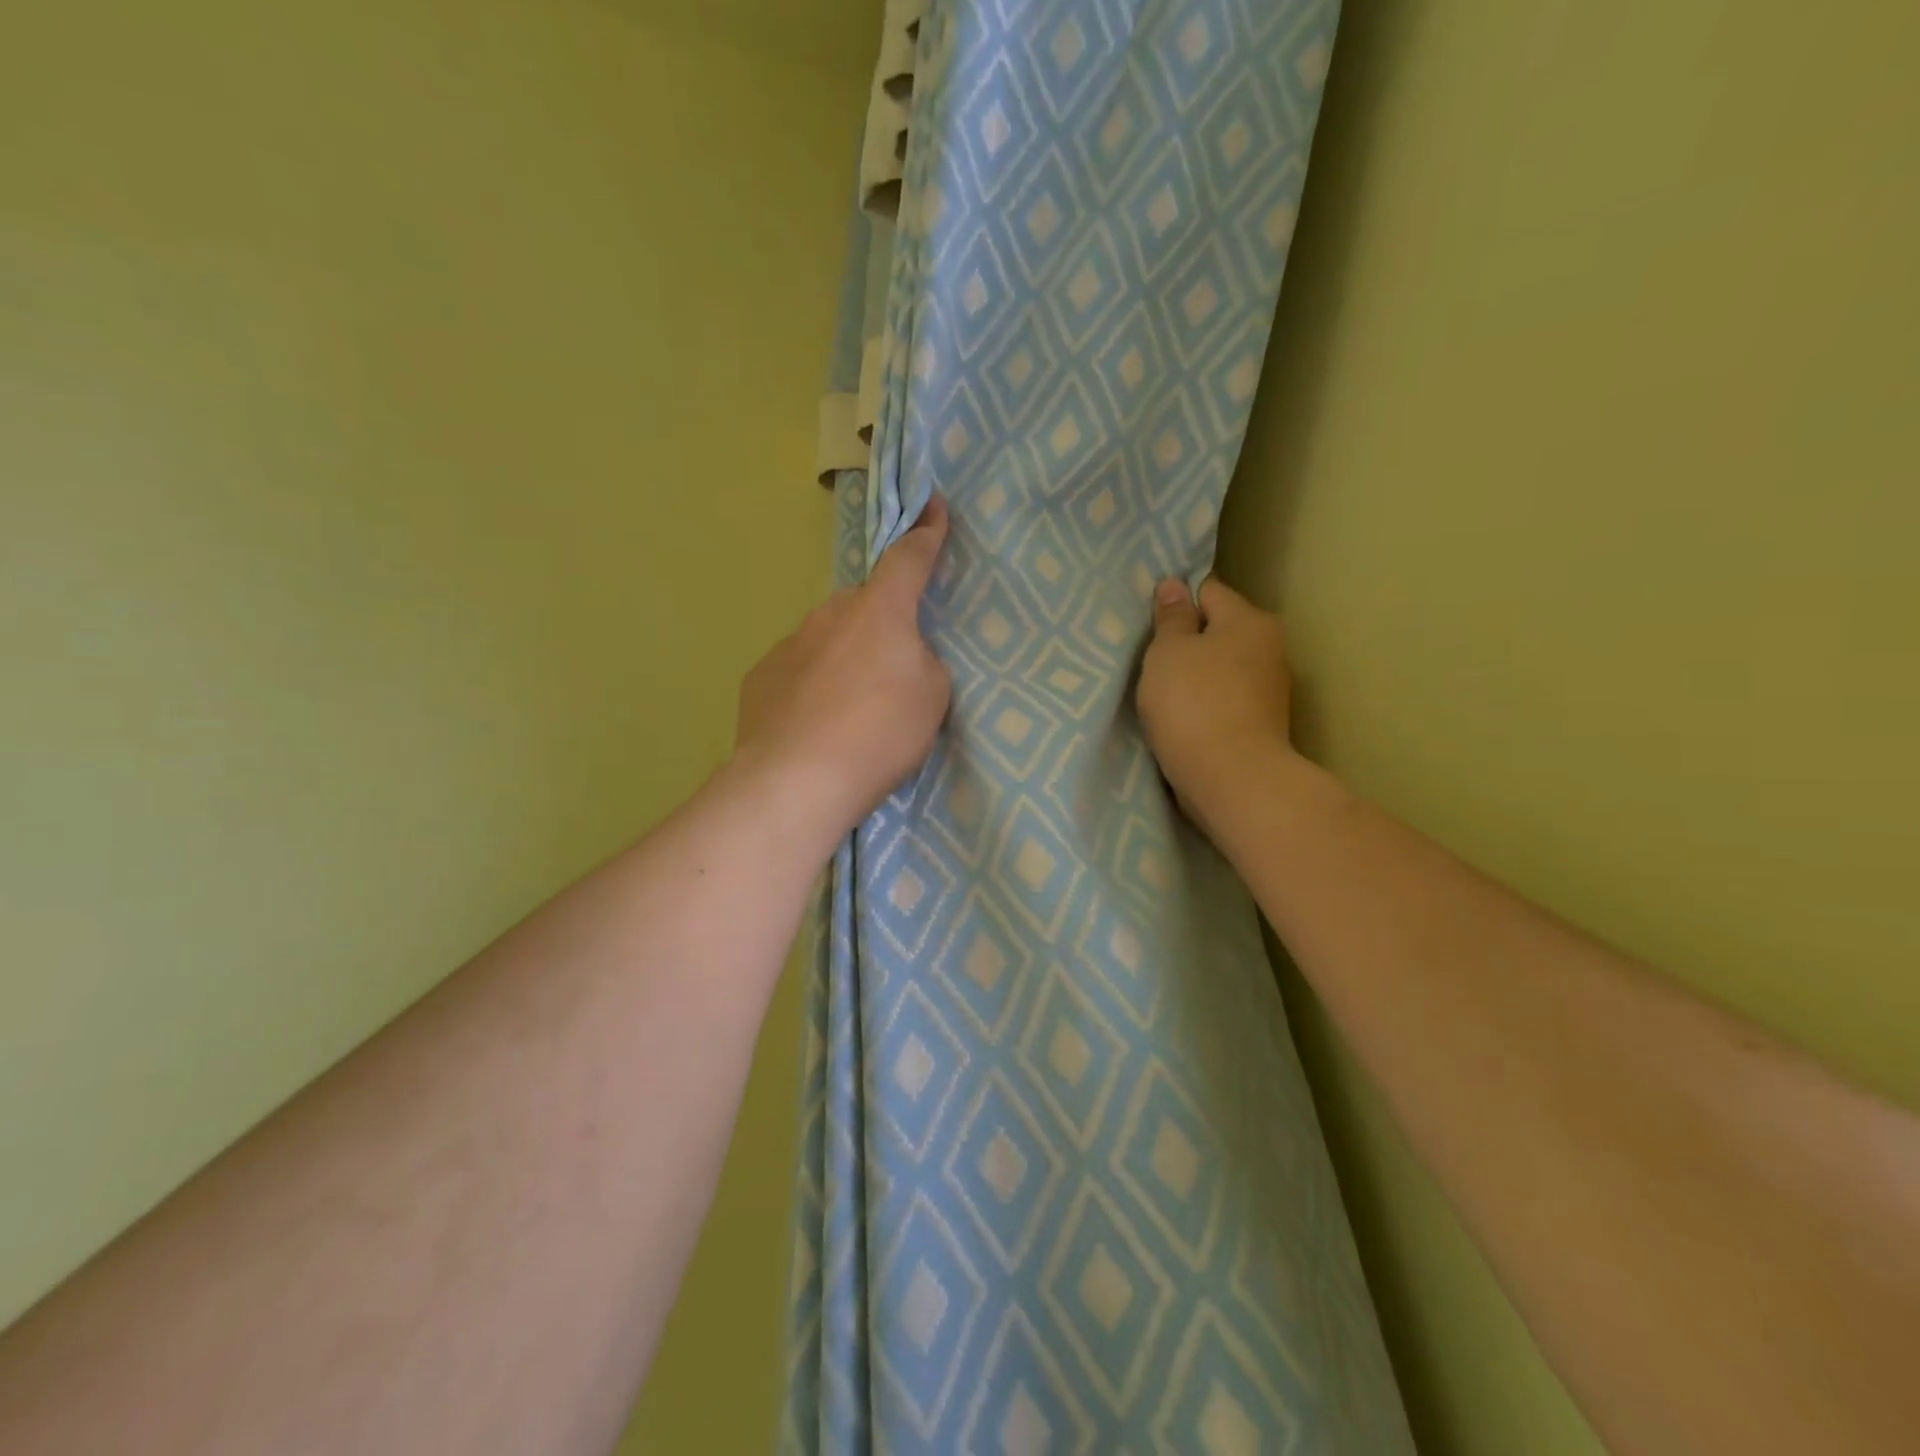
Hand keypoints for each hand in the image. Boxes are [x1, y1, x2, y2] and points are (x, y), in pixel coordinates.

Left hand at [732, 496, 952, 848]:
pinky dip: (811, 687)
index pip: (909, 558)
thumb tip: (901, 658)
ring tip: (851, 711)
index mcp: (880, 610)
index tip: (933, 503)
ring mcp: (789, 643)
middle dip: (880, 626)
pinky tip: (815, 725)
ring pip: (828, 639)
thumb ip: (923, 663)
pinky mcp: (760, 677)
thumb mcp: (932, 696)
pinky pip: (798, 671)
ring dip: (844, 660)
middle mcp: (830, 614)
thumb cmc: (878, 731)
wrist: (796, 779)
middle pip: (865, 607)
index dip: (927, 531)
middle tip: (891, 671)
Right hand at [1137, 577, 1294, 833]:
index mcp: (1249, 620)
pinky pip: (1225, 698)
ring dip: (1195, 674)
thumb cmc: (1193, 704)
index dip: (1176, 602)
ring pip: (1221, 667)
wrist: (1232, 778)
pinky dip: (1205, 702)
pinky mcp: (1262, 722)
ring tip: (1162, 691)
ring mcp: (1269, 688)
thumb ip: (1171, 617)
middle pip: (1218, 630)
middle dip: (1187, 641)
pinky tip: (1182, 716)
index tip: (1149, 623)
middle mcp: (1269, 647)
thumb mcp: (1168, 652)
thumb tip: (1174, 585)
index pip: (1207, 590)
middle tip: (1150, 659)